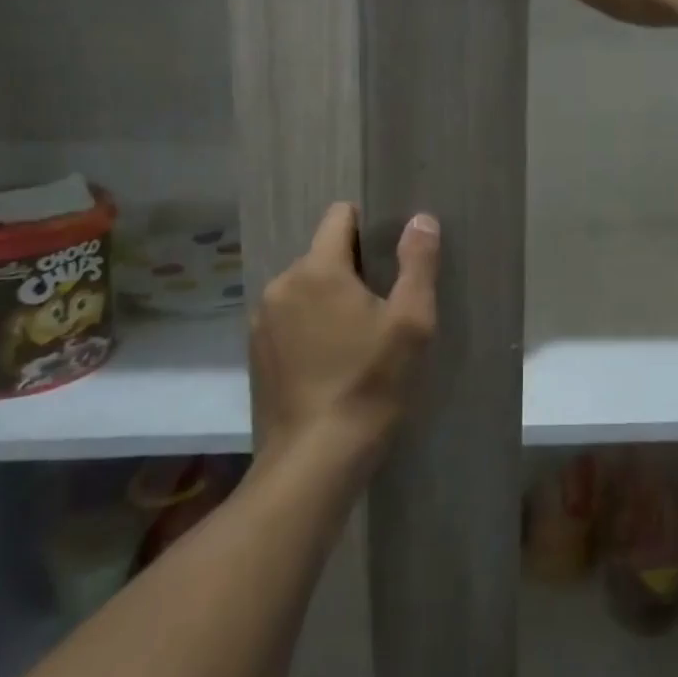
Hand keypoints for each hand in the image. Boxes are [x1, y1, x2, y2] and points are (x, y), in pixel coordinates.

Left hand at [250, 203, 438, 462]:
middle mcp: (281, 285)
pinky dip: (311, 325)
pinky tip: (332, 360)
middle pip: (324, 253)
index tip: (392, 256)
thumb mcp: (411, 321)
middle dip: (354, 268)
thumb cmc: (370, 382)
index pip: (340, 216)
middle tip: (385, 304)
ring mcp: (262, 321)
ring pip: (306, 287)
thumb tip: (421, 218)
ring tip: (359, 335)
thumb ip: (418, 262)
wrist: (314, 460)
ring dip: (331, 298)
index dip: (370, 226)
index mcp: (317, 269)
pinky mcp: (256, 353)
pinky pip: (290, 317)